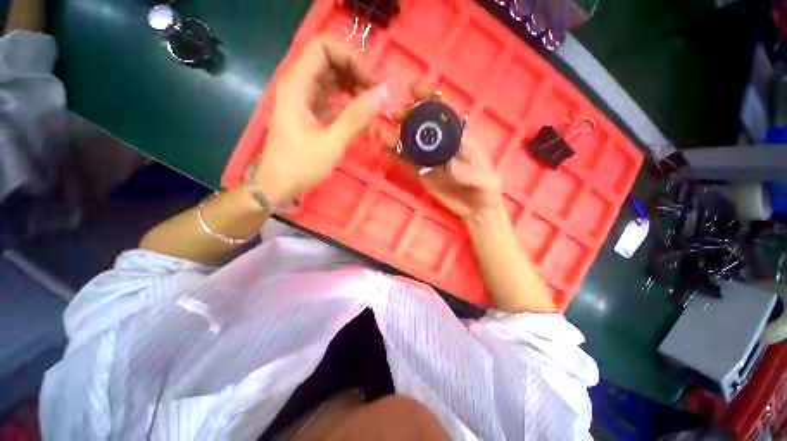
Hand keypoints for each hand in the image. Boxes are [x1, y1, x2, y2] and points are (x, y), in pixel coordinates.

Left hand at [253, 36, 389, 203]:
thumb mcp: (332, 142)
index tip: (370, 83)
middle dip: (357, 77)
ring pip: (335, 82)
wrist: (279, 185)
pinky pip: (334, 101)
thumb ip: (357, 117)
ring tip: (374, 114)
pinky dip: (350, 110)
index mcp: (297, 84)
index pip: (324, 47)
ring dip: (356, 94)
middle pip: (332, 62)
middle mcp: (300, 85)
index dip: (350, 58)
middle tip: (377, 100)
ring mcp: (305, 99)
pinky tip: (364, 127)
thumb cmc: (301, 165)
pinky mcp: (311, 113)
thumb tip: (383, 93)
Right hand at [383, 82, 503, 221]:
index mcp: (459, 138)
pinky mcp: (421, 172)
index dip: (429, 99)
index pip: (443, 113)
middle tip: (394, 116)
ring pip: (410, 143)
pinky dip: (395, 155)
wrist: (475, 209)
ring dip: (396, 136)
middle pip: (422, 124)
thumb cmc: (485, 190)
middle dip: (408, 116)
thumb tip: (447, 166)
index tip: (414, 90)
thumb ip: (468, 172)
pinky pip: (407, 162)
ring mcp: (429, 158)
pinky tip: (384, 151)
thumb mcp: (484, 179)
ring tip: (382, 134)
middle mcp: (441, 144)